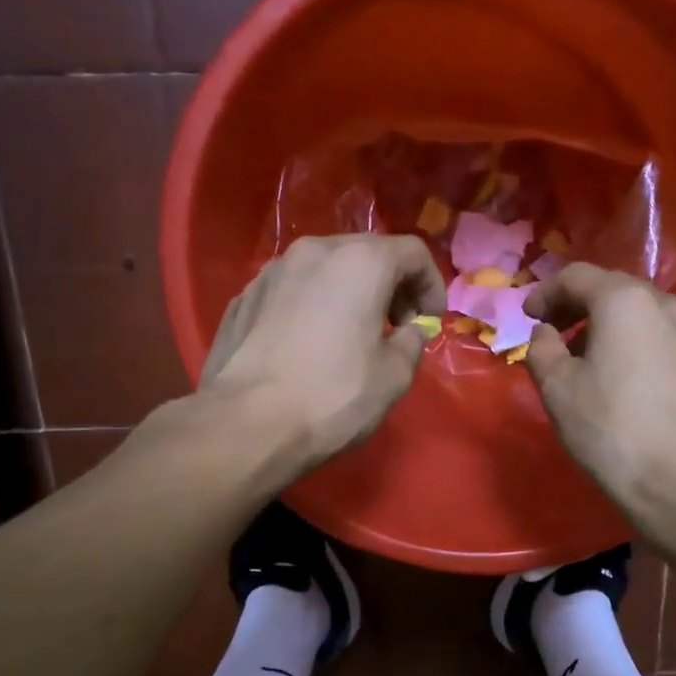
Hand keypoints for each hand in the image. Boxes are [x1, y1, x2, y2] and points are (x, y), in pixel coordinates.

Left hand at [200, 233, 445, 473]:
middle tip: (398, 326)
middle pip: (366, 253)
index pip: (412, 252)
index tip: (432, 320)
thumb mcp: (394, 376)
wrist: (246, 423)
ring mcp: (272, 272)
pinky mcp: (244, 298)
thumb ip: (411, 342)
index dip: (432, 284)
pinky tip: (311, 344)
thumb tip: (409, 331)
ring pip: (325, 269)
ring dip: (350, 292)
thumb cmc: (333, 396)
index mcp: (360, 262)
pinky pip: (292, 290)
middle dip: (391, 285)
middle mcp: (314, 251)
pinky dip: (313, 305)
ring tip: (354, 334)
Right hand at [523, 263, 675, 520]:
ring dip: (605, 325)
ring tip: (583, 357)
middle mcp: (666, 303)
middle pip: (611, 290)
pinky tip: (619, 375)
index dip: (545, 293)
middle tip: (551, 332)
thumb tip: (547, 333)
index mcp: (625, 301)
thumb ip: (542, 348)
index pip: (577, 277)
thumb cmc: (609, 429)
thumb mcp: (557, 387)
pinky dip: (632, 342)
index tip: (527, 316)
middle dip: (576, 306)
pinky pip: (658, 336)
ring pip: (638, 313)